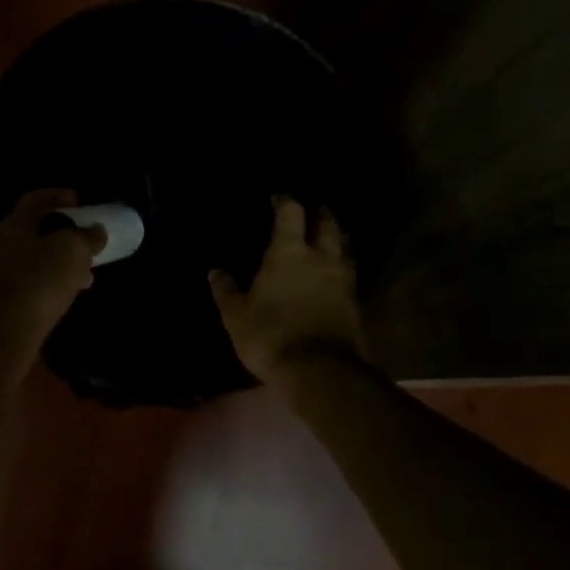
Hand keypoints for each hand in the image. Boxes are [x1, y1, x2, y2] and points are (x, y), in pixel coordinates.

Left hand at [0, 189, 106, 373]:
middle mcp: (3, 245)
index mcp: (16, 224)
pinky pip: (31, 284)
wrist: (1, 334)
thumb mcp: (72, 251)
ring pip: (34, 259)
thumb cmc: (38, 281)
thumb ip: (86, 237)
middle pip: (34, 230)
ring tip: (85, 272)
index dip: (57, 195)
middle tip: (85, 239)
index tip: (78, 201)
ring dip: (59, 262)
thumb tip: (96, 231)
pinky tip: (67, 296)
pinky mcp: (2, 303)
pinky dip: (51, 284)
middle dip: (62, 233)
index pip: (35, 199)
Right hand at [210, 196, 364, 386]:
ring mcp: (342, 280)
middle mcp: (320, 258)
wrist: (319, 371)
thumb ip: (227, 291)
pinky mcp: (354, 303)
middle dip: (320, 215)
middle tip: (314, 211)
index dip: (285, 202)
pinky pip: (349, 275)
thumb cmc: (270, 335)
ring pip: (343, 249)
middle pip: (327, 226)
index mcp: (289, 253)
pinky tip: (335, 275)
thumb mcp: (236, 315)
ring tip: (329, 239)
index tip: (278, 198)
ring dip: (336, 240)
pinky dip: (342, 268)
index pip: (291, 213)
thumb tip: (215, 271)